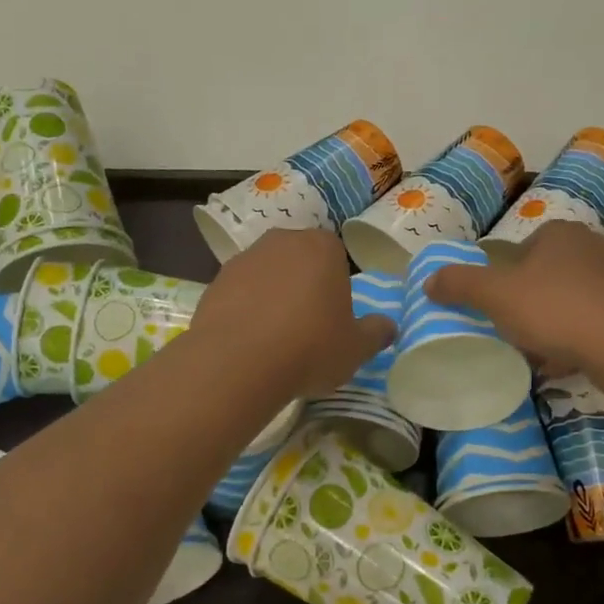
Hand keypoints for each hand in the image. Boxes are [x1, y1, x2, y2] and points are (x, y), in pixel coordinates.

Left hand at [194, 229, 394, 398]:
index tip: (334, 314)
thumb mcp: (356, 348)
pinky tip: (248, 341)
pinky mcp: (215, 281)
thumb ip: (376, 333)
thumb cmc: (310, 347)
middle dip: (303, 284)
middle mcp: (282, 241)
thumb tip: (388, 326)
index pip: (336, 254)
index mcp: (322, 247)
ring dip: (272, 295)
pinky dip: (245, 309)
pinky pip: (239, 292)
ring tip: (275, 336)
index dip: (336, 284)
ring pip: (267, 273)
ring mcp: (244, 258)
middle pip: (299, 259)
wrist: (238, 362)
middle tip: (307, 324)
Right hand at [425, 223, 603, 387]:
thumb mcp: (497, 295)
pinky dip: (577, 340)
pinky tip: (566, 363)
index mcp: (559, 233)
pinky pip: (594, 323)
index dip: (504, 282)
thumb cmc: (558, 310)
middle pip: (544, 277)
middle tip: (514, 334)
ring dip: (552, 326)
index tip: (498, 311)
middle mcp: (593, 246)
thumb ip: (460, 284)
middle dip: (528, 306)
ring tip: (539, 354)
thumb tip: (429, 280)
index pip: (519, 251)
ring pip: (570, 302)